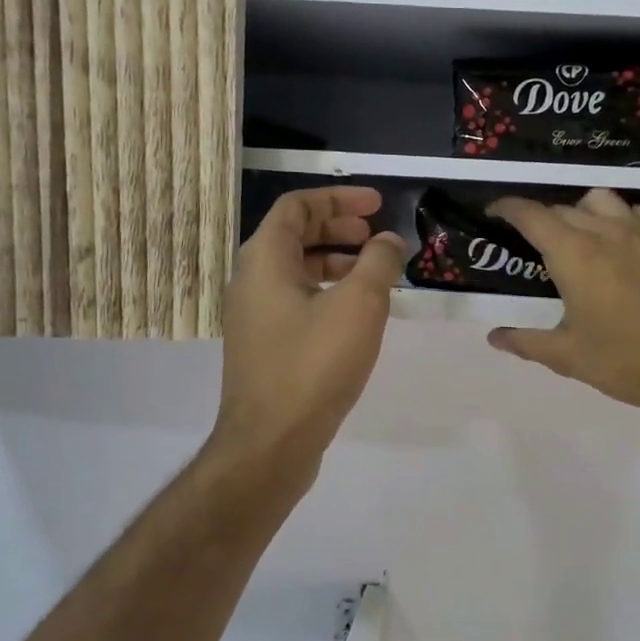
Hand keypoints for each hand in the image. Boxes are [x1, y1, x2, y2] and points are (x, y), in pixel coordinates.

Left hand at [212, 187, 406, 477]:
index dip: (339, 198)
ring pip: (297, 273)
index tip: (377, 205)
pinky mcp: (265, 348)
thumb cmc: (313, 365)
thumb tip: (388, 242)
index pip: (297, 207)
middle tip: (376, 236)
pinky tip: (357, 316)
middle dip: (338, 228)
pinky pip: (297, 303)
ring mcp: (254, 318)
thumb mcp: (358, 306)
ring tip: (374, 273)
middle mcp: (251, 281)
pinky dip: (327, 294)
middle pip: (294, 236)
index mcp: (264, 259)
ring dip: (335, 263)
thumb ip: (378, 263)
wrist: (271, 442)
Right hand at [487, 189, 639, 422]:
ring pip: (602, 200)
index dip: (508, 208)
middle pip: (564, 208)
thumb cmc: (623, 363)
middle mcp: (607, 232)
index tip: (494, 211)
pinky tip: (619, 243)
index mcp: (574, 255)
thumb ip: (525, 341)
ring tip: (577, 237)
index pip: (532, 215)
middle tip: (531, 243)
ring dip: (580, 211)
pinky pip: (638, 213)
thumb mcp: (566, 356)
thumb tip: (494, 337)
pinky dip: (619, 217)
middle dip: (541, 219)